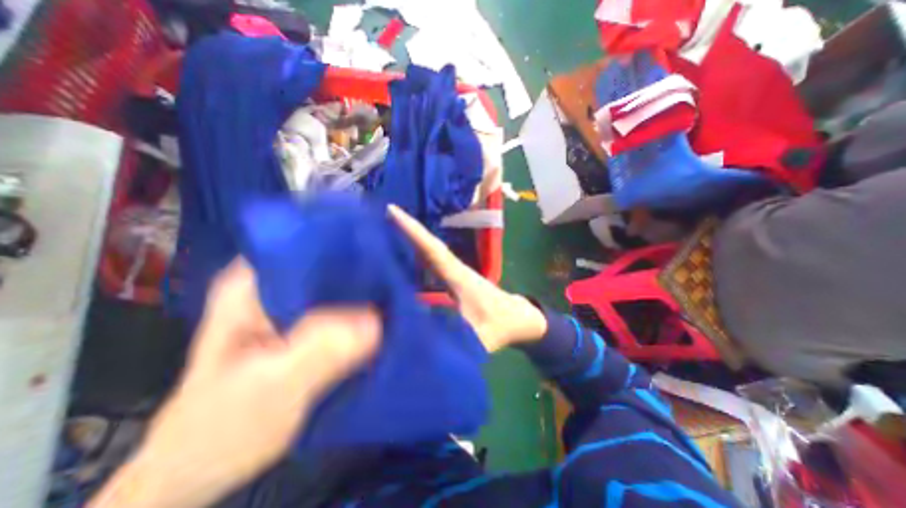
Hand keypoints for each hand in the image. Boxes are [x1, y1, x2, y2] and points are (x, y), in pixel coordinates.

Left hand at [87, 263, 379, 507]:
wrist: (206, 468)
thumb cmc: (223, 426)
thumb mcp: (270, 387)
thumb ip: (319, 351)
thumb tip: (377, 322)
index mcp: (253, 284)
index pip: (306, 243)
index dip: (346, 242)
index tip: (382, 248)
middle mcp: (276, 286)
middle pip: (329, 263)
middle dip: (364, 268)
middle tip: (399, 272)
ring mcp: (295, 308)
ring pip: (340, 287)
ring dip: (367, 291)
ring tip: (401, 289)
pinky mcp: (311, 329)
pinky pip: (345, 311)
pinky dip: (365, 313)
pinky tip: (388, 313)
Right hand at [387, 203, 544, 351]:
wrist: (515, 318)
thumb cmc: (499, 324)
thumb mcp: (478, 336)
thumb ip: (452, 337)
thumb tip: (418, 337)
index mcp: (459, 277)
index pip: (433, 250)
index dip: (413, 231)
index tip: (392, 211)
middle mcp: (453, 268)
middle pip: (427, 245)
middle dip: (405, 228)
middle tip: (378, 215)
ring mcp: (453, 272)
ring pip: (428, 250)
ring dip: (408, 238)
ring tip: (383, 228)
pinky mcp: (452, 277)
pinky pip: (430, 261)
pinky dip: (416, 253)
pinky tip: (400, 253)